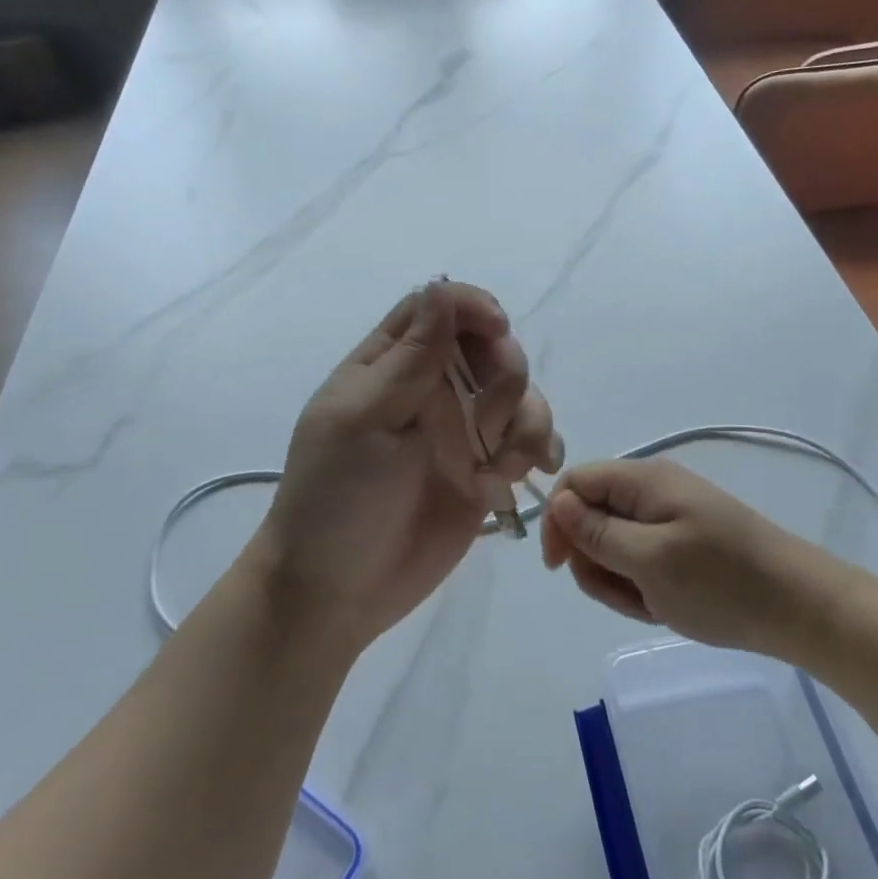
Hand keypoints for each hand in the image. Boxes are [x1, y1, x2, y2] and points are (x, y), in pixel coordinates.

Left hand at [252, 280, 562, 657]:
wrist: (337, 590)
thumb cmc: (337, 498)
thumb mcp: (364, 421)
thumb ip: (410, 358)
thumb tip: (440, 288)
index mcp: (389, 366)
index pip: (438, 308)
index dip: (472, 308)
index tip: (497, 331)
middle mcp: (430, 389)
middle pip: (491, 347)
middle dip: (504, 376)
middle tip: (486, 424)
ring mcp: (463, 431)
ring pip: (520, 394)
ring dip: (525, 420)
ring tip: (502, 467)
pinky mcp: (487, 471)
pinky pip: (531, 441)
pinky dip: (540, 448)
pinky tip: (533, 472)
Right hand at [541, 458, 831, 652]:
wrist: (801, 609)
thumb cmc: (721, 582)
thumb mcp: (649, 560)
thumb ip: (596, 532)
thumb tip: (557, 502)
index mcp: (642, 481)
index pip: (574, 483)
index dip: (557, 521)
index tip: (560, 567)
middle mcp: (651, 492)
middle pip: (590, 517)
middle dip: (594, 560)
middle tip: (625, 594)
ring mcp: (668, 519)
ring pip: (612, 546)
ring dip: (619, 581)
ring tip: (653, 604)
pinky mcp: (682, 545)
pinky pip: (640, 562)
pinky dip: (643, 587)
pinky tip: (666, 607)